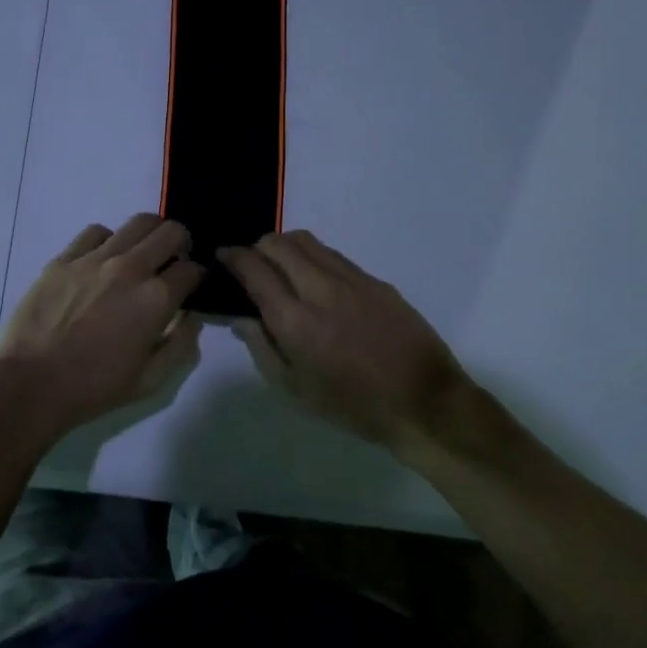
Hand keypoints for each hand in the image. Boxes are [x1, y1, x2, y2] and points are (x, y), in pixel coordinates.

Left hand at [0, 215, 204, 433]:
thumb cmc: (93, 388)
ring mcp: (94, 259)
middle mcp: (130, 269)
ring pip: (138, 222)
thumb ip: (180, 345)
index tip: (191, 286)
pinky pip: (96, 232)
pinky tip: (103, 260)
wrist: (30, 384)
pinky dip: (109, 240)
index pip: (192, 269)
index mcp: (156, 300)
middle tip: (172, 261)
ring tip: (142, 253)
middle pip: (171, 231)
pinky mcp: (64, 258)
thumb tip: (192, 318)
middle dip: (181, 243)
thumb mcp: (150, 381)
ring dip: (150, 235)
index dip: (198, 277)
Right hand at [220, 231, 515, 464]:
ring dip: (284, 246)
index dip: (232, 257)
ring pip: (307, 241)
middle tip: (251, 265)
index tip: (223, 257)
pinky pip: (333, 255)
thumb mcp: (295, 389)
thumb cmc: (353, 405)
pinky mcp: (375, 280)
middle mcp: (320, 289)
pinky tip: (316, 281)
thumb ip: (262, 348)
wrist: (423, 402)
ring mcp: (351, 280)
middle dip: (256, 247)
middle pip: (278, 243)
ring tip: (281, 267)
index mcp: (295, 320)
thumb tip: (242, 318)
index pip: (254, 268)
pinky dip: (313, 257)